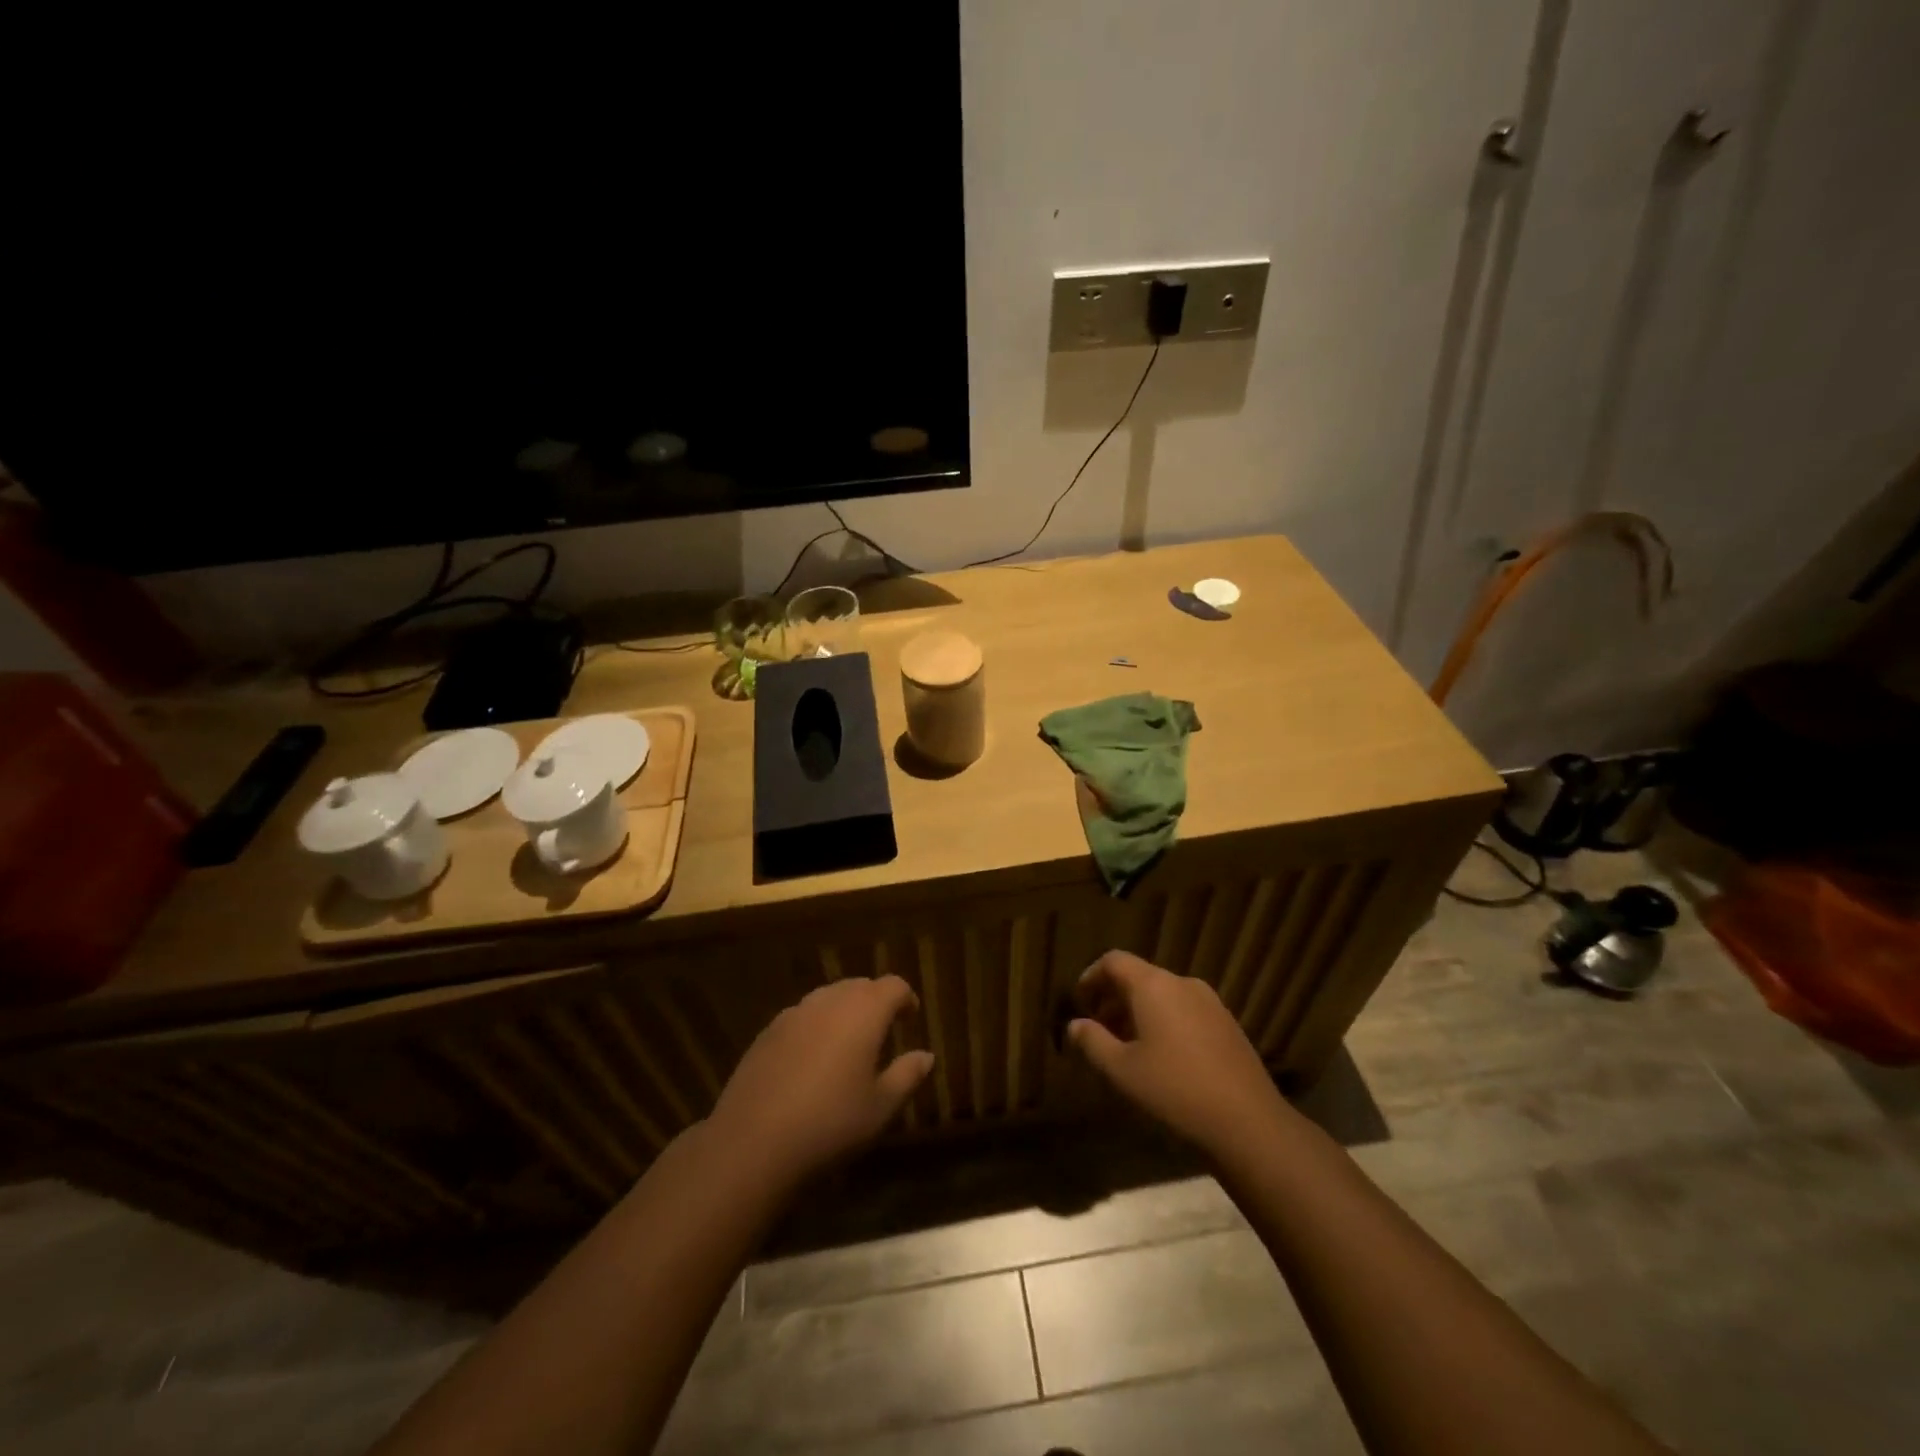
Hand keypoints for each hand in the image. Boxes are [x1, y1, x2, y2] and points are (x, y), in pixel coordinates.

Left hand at [709, 975, 934, 1185]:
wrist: (753, 1142)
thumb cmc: (830, 1123)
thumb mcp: (880, 1107)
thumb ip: (907, 1075)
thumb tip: (926, 1056)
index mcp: (864, 1011)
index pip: (893, 986)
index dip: (905, 998)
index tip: (911, 1017)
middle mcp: (829, 1001)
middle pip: (860, 986)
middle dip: (875, 1001)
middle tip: (883, 1030)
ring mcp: (794, 1013)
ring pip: (828, 997)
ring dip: (844, 1011)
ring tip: (848, 1043)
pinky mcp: (767, 1031)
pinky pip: (802, 1016)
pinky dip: (816, 1026)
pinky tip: (812, 1059)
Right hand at [1067, 950, 1289, 1156]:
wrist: (1248, 1123)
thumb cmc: (1174, 1090)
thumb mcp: (1121, 1070)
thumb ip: (1092, 1042)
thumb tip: (1075, 1025)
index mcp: (1153, 986)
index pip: (1114, 961)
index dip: (1091, 977)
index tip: (1079, 1002)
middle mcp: (1182, 984)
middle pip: (1139, 977)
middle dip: (1113, 999)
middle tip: (1099, 1030)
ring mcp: (1210, 1003)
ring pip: (1163, 995)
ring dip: (1139, 1012)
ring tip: (1128, 1047)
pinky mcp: (1228, 1024)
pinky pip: (1185, 1010)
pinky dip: (1164, 1022)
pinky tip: (1163, 1058)